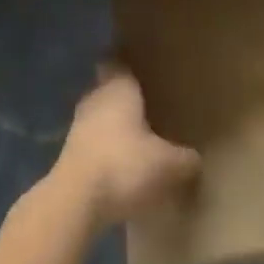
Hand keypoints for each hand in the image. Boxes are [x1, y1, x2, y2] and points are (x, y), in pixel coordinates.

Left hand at [48, 64, 200, 230]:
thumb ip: (184, 159)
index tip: (142, 66)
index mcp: (119, 87)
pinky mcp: (68, 155)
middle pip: (108, 88)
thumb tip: (195, 160)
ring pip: (99, 116)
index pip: (118, 61)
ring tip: (136, 138)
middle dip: (124, 96)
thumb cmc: (124, 165)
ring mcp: (78, 127)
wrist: (74, 202)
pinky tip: (120, 166)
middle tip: (147, 103)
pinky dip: (104, 150)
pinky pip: (91, 143)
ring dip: (112, 125)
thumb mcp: (167, 165)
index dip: (128, 62)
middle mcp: (96, 98)